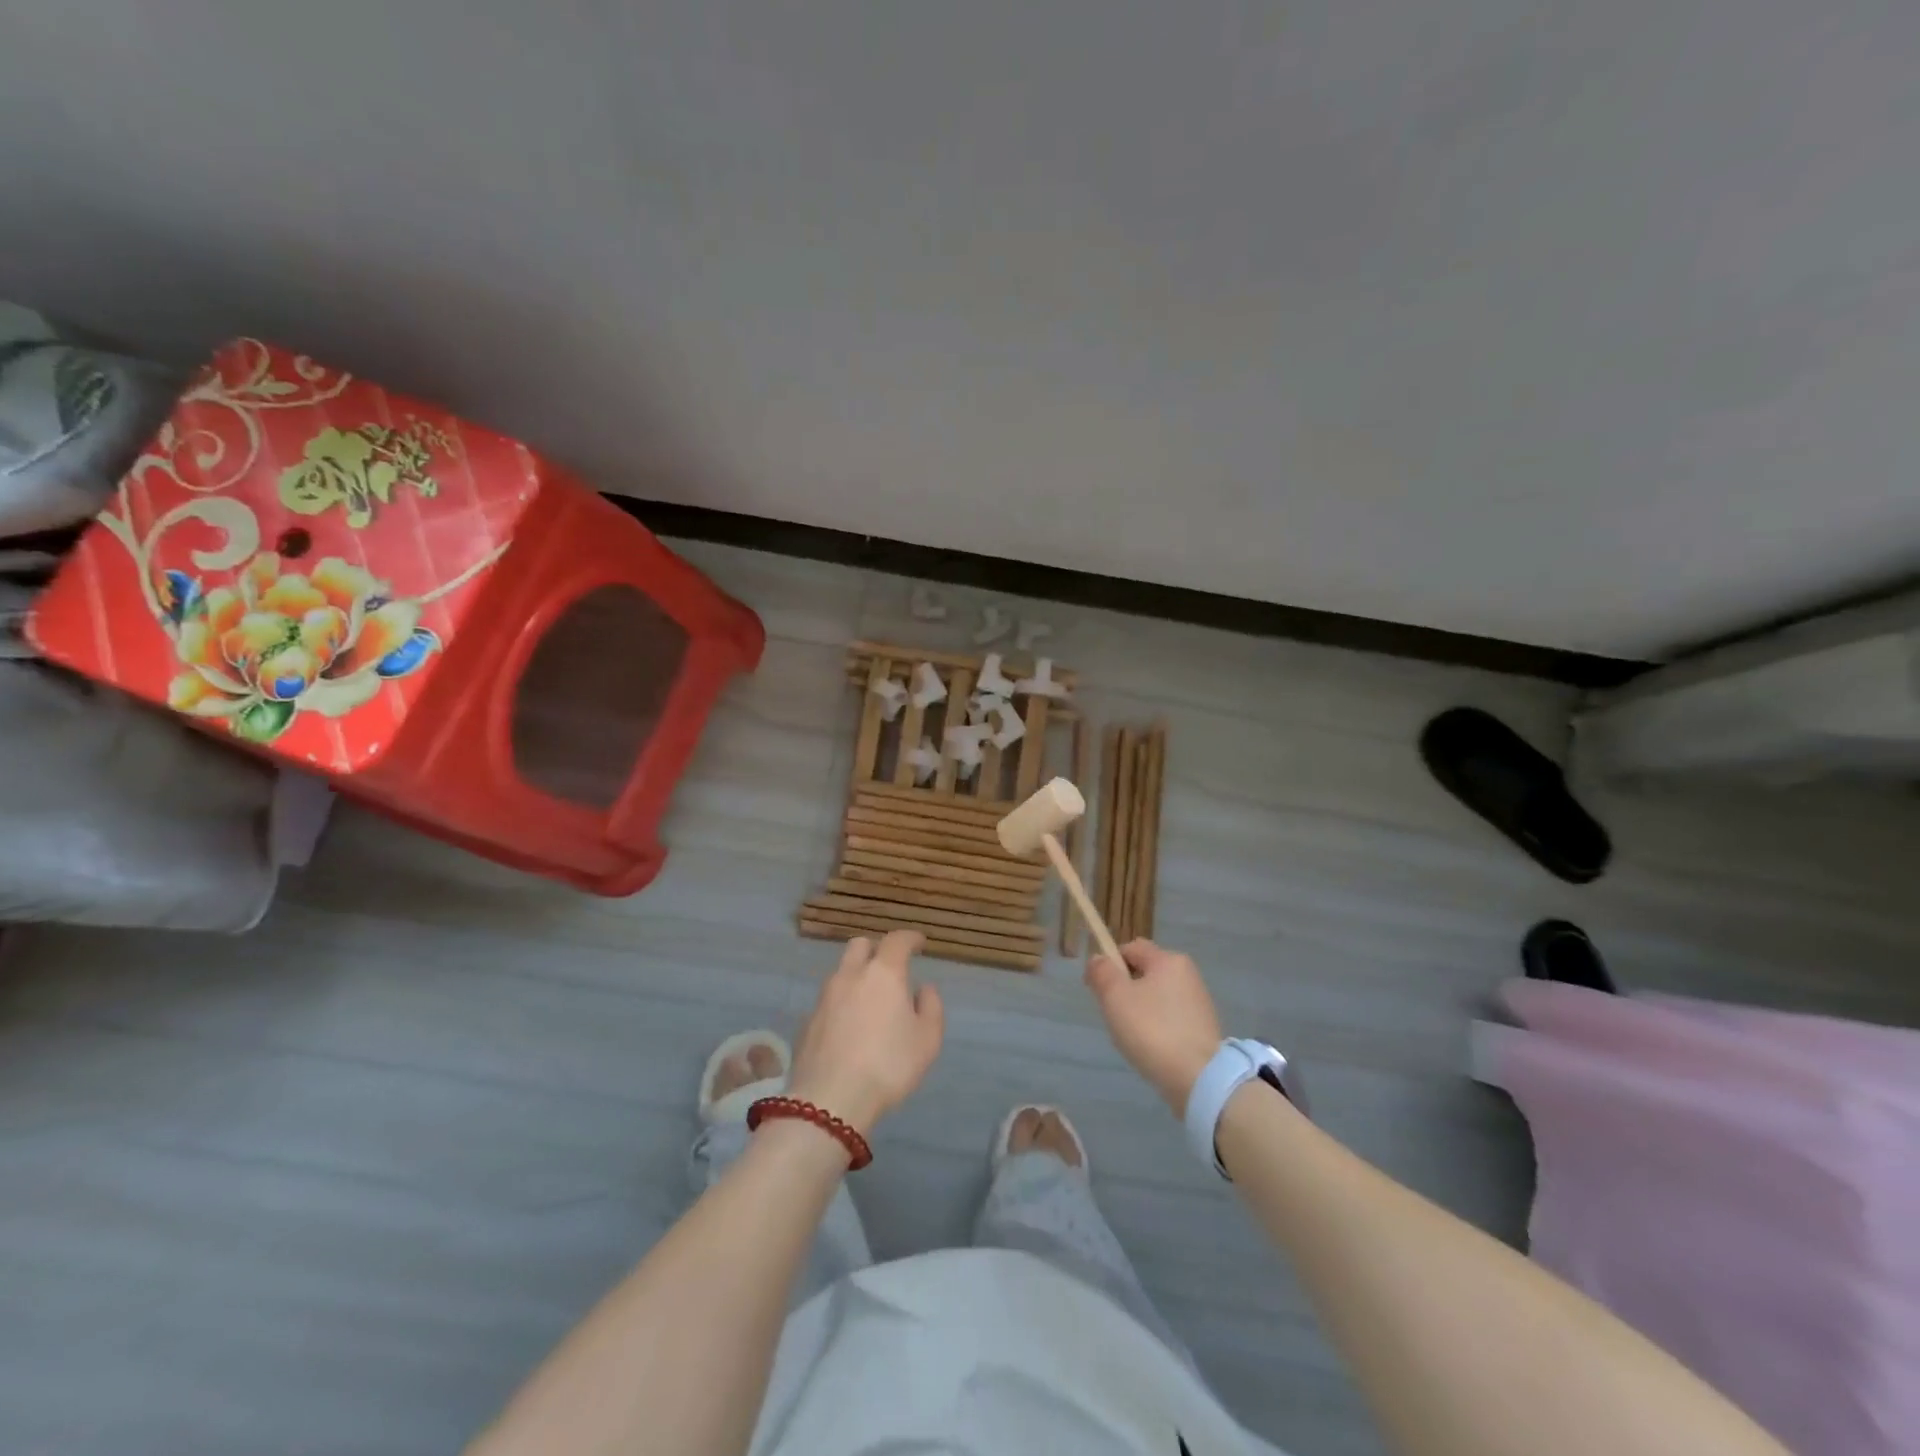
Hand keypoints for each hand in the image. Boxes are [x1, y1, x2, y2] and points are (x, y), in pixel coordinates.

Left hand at [788, 931, 944, 1135]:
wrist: (830, 1101)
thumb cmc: (888, 1065)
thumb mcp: (927, 1040)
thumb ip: (931, 1007)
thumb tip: (924, 988)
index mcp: (883, 973)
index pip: (897, 940)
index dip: (910, 938)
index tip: (920, 942)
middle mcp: (850, 976)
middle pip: (860, 946)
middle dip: (877, 949)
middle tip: (891, 967)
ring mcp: (824, 997)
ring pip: (841, 972)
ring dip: (857, 977)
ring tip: (870, 1001)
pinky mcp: (807, 1021)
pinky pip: (829, 1001)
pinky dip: (842, 1004)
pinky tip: (849, 1028)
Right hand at [1085, 940, 1222, 1114]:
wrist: (1198, 1079)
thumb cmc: (1152, 1030)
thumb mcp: (1115, 997)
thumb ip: (1102, 972)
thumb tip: (1099, 958)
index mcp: (1168, 960)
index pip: (1131, 948)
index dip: (1109, 963)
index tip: (1097, 990)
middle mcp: (1188, 974)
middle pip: (1144, 973)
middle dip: (1125, 990)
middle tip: (1114, 1017)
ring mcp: (1199, 1002)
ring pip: (1156, 997)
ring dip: (1140, 1011)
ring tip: (1133, 1038)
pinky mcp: (1204, 1028)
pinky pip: (1170, 1018)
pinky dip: (1157, 1028)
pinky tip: (1152, 1049)